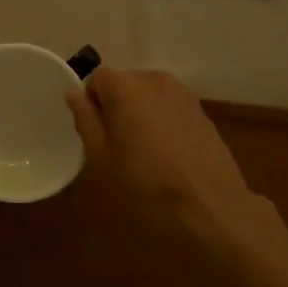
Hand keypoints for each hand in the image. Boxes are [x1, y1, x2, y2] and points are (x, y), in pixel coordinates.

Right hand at [66, 68, 285, 261]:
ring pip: (148, 96)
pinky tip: (168, 156)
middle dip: (115, 107)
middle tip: (115, 146)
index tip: (94, 134)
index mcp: (125, 86)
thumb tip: (74, 94)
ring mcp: (182, 94)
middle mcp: (154, 80)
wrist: (212, 208)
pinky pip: (169, 108)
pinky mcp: (202, 112)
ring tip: (143, 152)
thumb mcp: (102, 158)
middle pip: (124, 84)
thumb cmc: (146, 185)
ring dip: (140, 115)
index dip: (91, 104)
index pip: (96, 79)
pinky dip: (162, 123)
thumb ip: (86, 120)